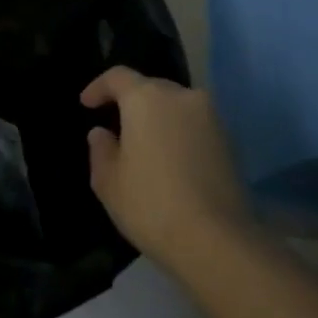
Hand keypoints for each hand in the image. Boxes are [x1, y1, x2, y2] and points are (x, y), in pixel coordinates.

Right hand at [81, 67, 252, 263]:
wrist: (216, 241)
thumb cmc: (150, 204)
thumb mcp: (108, 181)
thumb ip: (101, 149)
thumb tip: (103, 134)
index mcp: (147, 98)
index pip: (118, 76)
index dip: (98, 87)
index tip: (87, 105)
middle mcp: (182, 97)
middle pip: (151, 87)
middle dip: (131, 101)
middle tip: (116, 126)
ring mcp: (211, 118)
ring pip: (176, 106)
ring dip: (158, 118)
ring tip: (144, 144)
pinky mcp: (230, 142)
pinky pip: (195, 126)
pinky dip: (179, 134)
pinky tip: (170, 160)